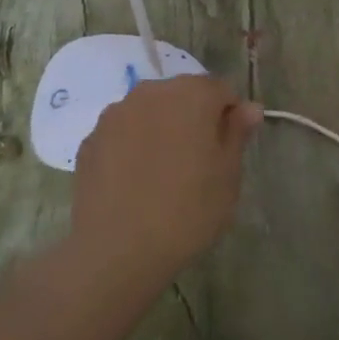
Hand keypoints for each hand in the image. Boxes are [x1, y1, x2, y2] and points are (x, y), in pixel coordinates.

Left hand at [72, 75, 261, 278]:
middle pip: (182, 94)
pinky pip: (122, 133)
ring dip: (161, 128)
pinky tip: (135, 182)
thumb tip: (248, 108)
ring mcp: (115, 114)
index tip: (230, 148)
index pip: (221, 89)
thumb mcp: (228, 176)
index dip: (230, 115)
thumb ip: (237, 133)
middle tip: (200, 162)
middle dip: (194, 117)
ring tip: (164, 173)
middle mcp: (151, 93)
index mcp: (191, 95)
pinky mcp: (90, 139)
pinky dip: (133, 146)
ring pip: (149, 111)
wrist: (116, 250)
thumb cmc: (187, 211)